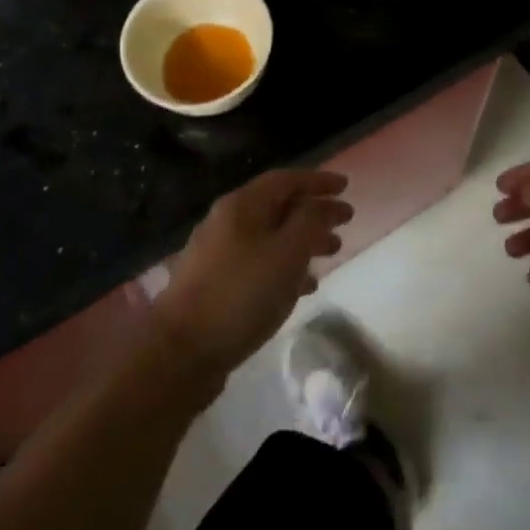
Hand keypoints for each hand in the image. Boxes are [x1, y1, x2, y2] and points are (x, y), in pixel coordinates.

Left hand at [152, 168, 352, 375]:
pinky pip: (259, 262)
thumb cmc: (242, 293)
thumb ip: (312, 221)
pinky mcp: (215, 283)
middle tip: (344, 223)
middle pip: (278, 206)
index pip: (287, 179)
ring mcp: (218, 253)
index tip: (346, 186)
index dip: (318, 180)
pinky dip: (285, 266)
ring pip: (270, 236)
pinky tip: (304, 286)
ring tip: (332, 253)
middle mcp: (227, 221)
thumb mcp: (288, 252)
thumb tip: (326, 203)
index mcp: (242, 205)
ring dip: (303, 240)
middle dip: (314, 212)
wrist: (182, 350)